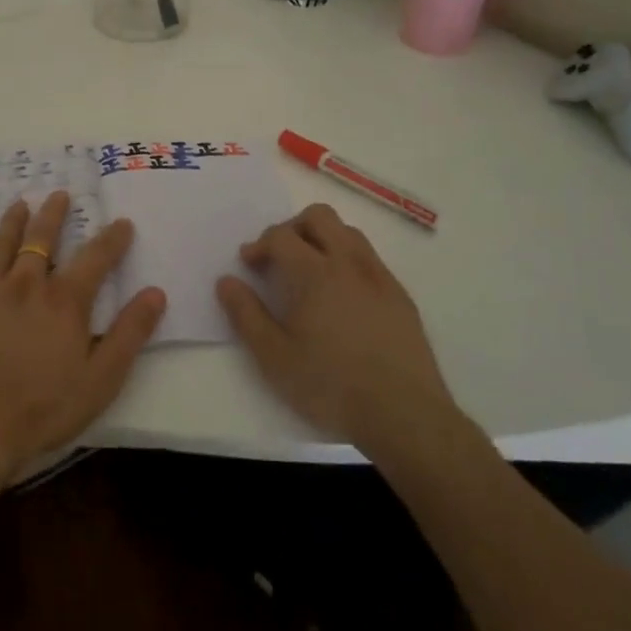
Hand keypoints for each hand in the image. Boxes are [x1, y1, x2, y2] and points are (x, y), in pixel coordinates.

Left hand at [0, 191, 166, 479]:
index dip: (112, 238)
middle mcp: (25, 285)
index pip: (95, 257)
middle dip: (54, 214)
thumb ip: (130, 333)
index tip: (122, 223)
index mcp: (64, 301)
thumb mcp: (101, 379)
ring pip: (0, 244)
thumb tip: (156, 292)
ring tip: (19, 205)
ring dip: (11, 221)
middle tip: (59, 195)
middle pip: (41, 238)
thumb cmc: (45, 409)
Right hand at [216, 203, 457, 457]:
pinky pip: (370, 258)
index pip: (280, 235)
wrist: (404, 414)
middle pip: (318, 217)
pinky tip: (343, 295)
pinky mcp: (400, 295)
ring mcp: (379, 276)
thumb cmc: (331, 385)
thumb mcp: (274, 357)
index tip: (249, 265)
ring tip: (310, 271)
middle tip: (279, 258)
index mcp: (314, 272)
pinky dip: (348, 260)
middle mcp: (348, 262)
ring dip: (323, 238)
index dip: (259, 244)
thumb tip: (226, 281)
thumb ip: (246, 315)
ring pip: (348, 232)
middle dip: (292, 227)